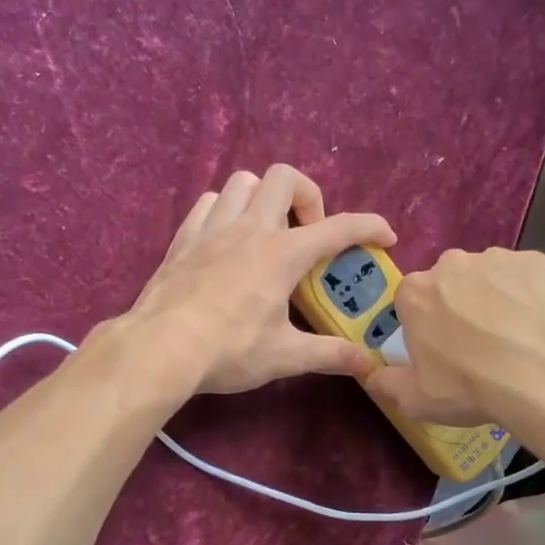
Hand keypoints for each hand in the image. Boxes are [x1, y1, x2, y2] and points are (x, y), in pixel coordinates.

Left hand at [120, 165, 395, 395]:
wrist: (159, 348)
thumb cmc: (228, 350)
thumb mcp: (285, 356)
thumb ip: (329, 355)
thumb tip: (368, 365)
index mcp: (282, 253)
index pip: (338, 228)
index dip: (370, 227)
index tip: (385, 237)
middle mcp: (250, 228)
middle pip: (285, 178)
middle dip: (308, 197)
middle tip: (308, 235)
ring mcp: (212, 228)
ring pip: (242, 182)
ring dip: (263, 197)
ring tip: (268, 231)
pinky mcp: (183, 239)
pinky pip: (209, 203)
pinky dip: (226, 210)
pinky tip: (227, 239)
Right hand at [366, 247, 544, 443]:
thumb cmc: (471, 387)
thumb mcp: (416, 400)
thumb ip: (387, 384)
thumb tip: (372, 377)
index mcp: (415, 293)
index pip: (411, 302)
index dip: (424, 326)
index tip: (440, 350)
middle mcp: (451, 264)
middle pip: (448, 284)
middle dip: (458, 307)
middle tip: (478, 345)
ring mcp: (497, 258)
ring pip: (487, 277)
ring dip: (493, 299)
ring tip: (515, 337)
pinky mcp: (538, 260)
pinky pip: (525, 277)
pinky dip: (528, 295)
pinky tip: (539, 325)